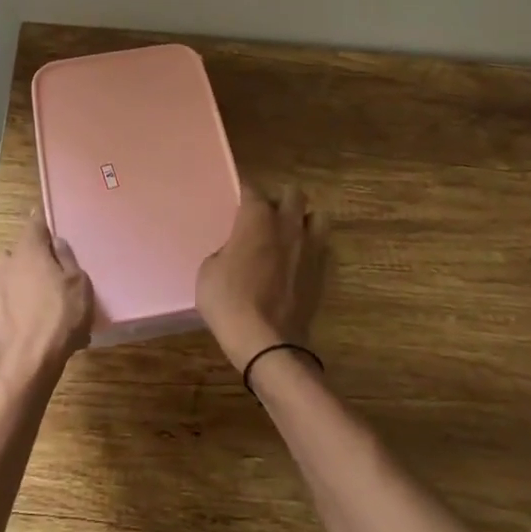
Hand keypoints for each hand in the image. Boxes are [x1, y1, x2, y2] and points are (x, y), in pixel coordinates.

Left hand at [0, 211, 94, 387]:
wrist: (24, 366)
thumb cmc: (58, 318)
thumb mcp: (78, 285)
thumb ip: (66, 259)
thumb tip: (56, 243)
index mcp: (27, 250)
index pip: (34, 224)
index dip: (43, 222)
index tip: (50, 222)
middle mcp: (4, 264)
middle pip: (18, 252)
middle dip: (32, 258)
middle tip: (52, 272)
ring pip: (9, 278)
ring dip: (22, 284)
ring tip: (43, 303)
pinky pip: (6, 303)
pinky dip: (17, 308)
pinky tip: (33, 325)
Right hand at [196, 183, 327, 372]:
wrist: (266, 342)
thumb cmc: (229, 301)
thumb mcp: (208, 270)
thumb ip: (225, 250)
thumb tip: (235, 252)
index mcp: (257, 218)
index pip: (251, 188)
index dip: (243, 191)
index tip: (236, 197)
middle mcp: (287, 224)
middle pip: (293, 194)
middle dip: (280, 200)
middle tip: (265, 216)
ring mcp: (310, 248)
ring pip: (318, 217)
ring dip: (304, 221)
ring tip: (289, 235)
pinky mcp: (322, 272)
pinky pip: (322, 248)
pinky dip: (312, 249)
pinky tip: (298, 262)